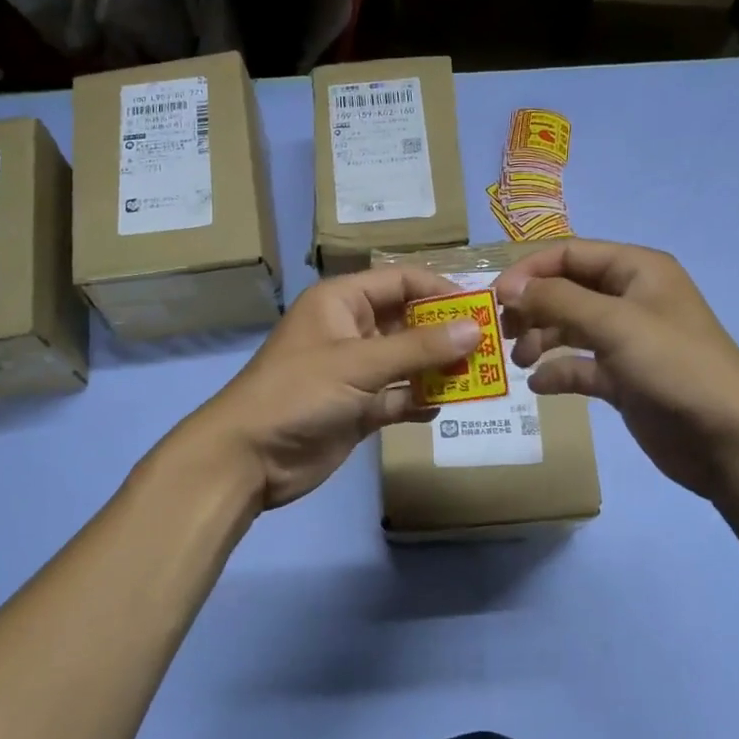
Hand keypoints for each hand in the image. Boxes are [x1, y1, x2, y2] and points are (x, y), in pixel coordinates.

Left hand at [186, 267, 481, 510]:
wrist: (249, 457)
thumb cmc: (298, 393)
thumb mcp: (358, 364)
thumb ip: (418, 348)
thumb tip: (475, 329)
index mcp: (342, 302)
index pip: (400, 281)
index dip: (440, 290)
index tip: (481, 309)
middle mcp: (351, 330)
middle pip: (409, 322)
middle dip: (446, 334)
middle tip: (489, 348)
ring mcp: (355, 372)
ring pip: (408, 362)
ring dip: (439, 370)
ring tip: (479, 379)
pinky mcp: (358, 408)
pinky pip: (398, 397)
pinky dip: (419, 401)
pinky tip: (443, 407)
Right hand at [495, 240, 738, 502]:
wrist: (728, 438)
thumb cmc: (674, 366)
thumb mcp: (614, 323)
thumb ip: (558, 300)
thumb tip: (509, 287)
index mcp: (637, 270)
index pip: (570, 254)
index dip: (530, 271)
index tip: (496, 298)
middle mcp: (631, 299)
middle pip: (567, 291)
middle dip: (533, 308)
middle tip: (503, 333)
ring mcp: (628, 341)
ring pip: (570, 329)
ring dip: (541, 340)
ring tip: (520, 361)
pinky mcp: (624, 379)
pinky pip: (580, 367)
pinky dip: (558, 373)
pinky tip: (540, 386)